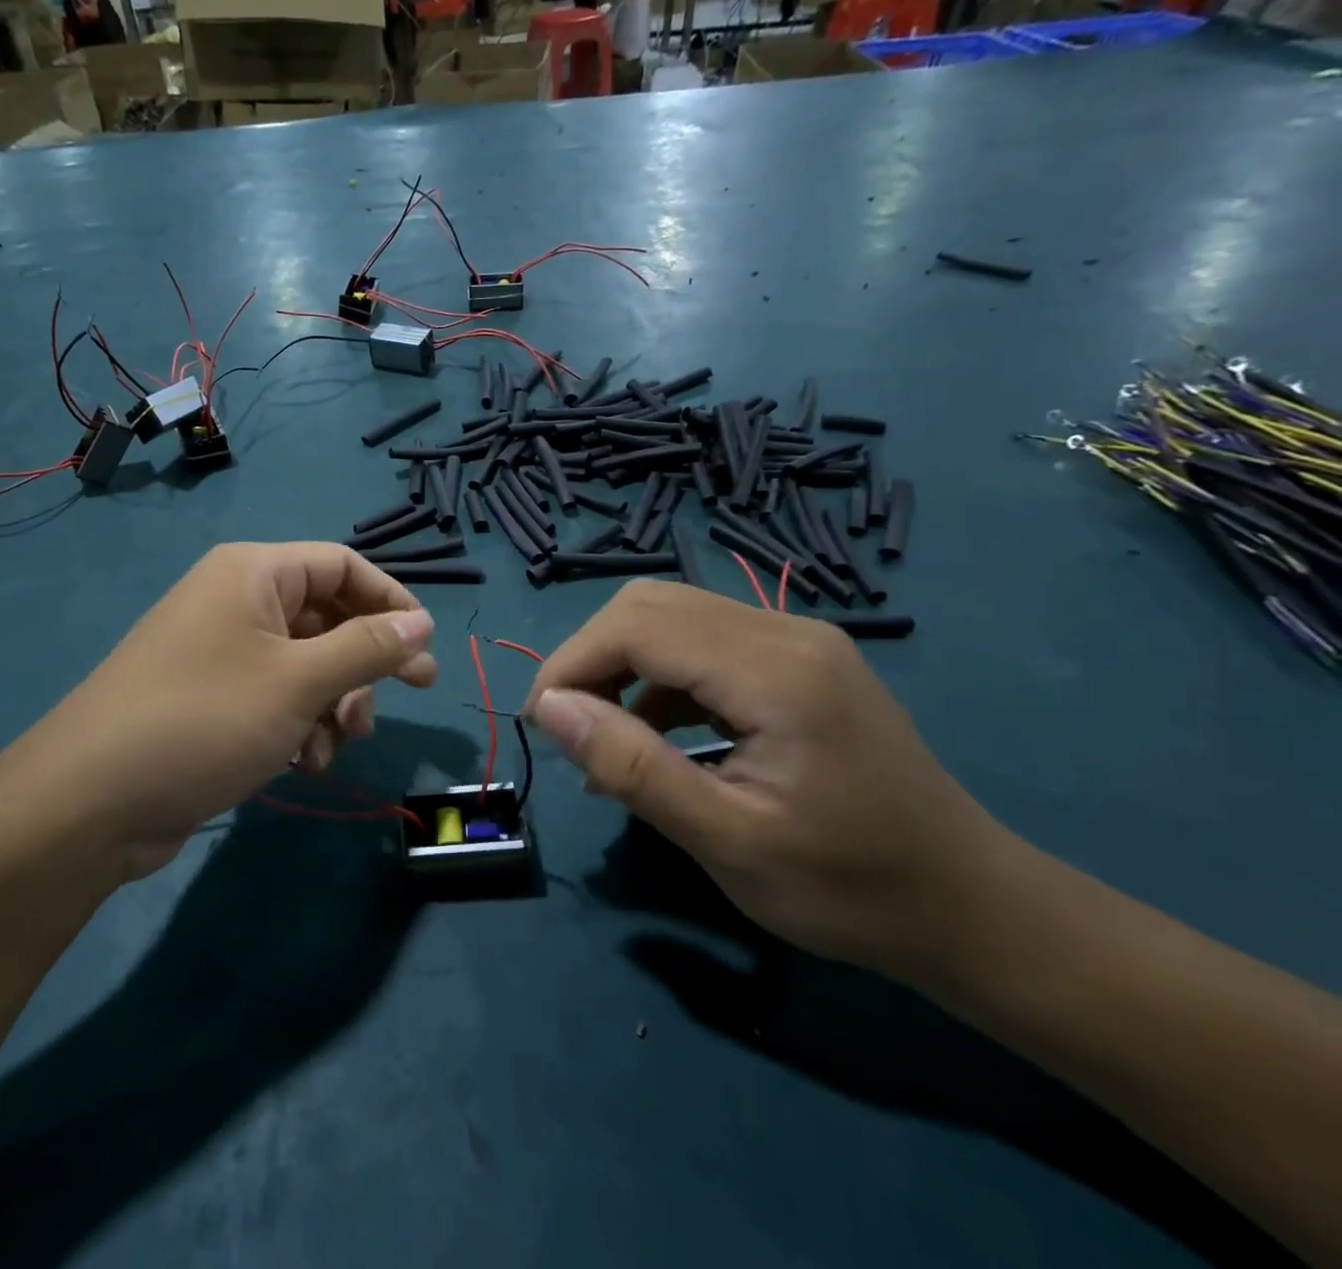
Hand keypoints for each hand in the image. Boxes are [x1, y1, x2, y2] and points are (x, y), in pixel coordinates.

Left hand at [9, 543, 437, 881]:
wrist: (91, 801)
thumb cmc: (206, 719)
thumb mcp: (300, 681)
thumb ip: (368, 647)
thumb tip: (423, 622)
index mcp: (254, 573)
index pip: (342, 565)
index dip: (390, 600)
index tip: (424, 646)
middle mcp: (236, 601)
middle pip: (326, 616)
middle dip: (365, 662)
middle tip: (409, 695)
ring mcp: (220, 650)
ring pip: (306, 662)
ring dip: (335, 701)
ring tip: (338, 745)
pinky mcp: (211, 697)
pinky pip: (276, 695)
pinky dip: (300, 723)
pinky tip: (303, 762)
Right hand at [525, 581, 1007, 982]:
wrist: (971, 907)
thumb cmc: (850, 888)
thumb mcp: (728, 841)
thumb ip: (633, 767)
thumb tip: (550, 708)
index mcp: (775, 671)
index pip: (638, 626)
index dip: (573, 663)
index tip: (541, 723)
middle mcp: (785, 632)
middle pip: (651, 604)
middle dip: (591, 657)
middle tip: (568, 726)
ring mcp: (797, 640)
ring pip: (673, 616)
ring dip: (621, 665)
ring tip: (602, 737)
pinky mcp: (798, 659)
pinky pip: (704, 642)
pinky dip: (659, 678)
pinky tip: (653, 736)